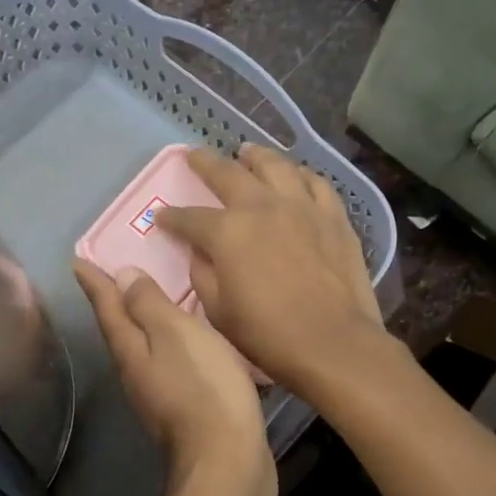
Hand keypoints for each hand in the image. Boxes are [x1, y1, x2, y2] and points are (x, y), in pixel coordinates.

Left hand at [74, 260, 272, 493]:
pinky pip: (169, 364)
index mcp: (130, 350)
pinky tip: (187, 342)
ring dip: (143, 323)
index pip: (107, 307)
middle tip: (114, 274)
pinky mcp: (182, 409)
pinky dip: (170, 345)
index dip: (94, 282)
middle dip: (115, 302)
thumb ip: (149, 304)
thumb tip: (120, 276)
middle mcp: (136, 373)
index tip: (77, 261)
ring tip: (152, 301)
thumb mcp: (176, 334)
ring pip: (144, 348)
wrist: (227, 461)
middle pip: (120, 330)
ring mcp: (157, 395)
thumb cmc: (202, 387)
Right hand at [156, 145, 389, 398]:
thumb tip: (200, 253)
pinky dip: (301, 174)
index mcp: (227, 232)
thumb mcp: (218, 310)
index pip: (189, 217)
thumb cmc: (268, 334)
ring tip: (246, 152)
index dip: (171, 217)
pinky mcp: (334, 216)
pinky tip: (295, 175)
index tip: (162, 217)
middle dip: (205, 163)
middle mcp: (262, 206)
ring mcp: (302, 206)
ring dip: (256, 156)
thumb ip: (202, 274)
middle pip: (228, 173)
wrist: (333, 343)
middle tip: (193, 155)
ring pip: (276, 166)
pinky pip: (316, 183)